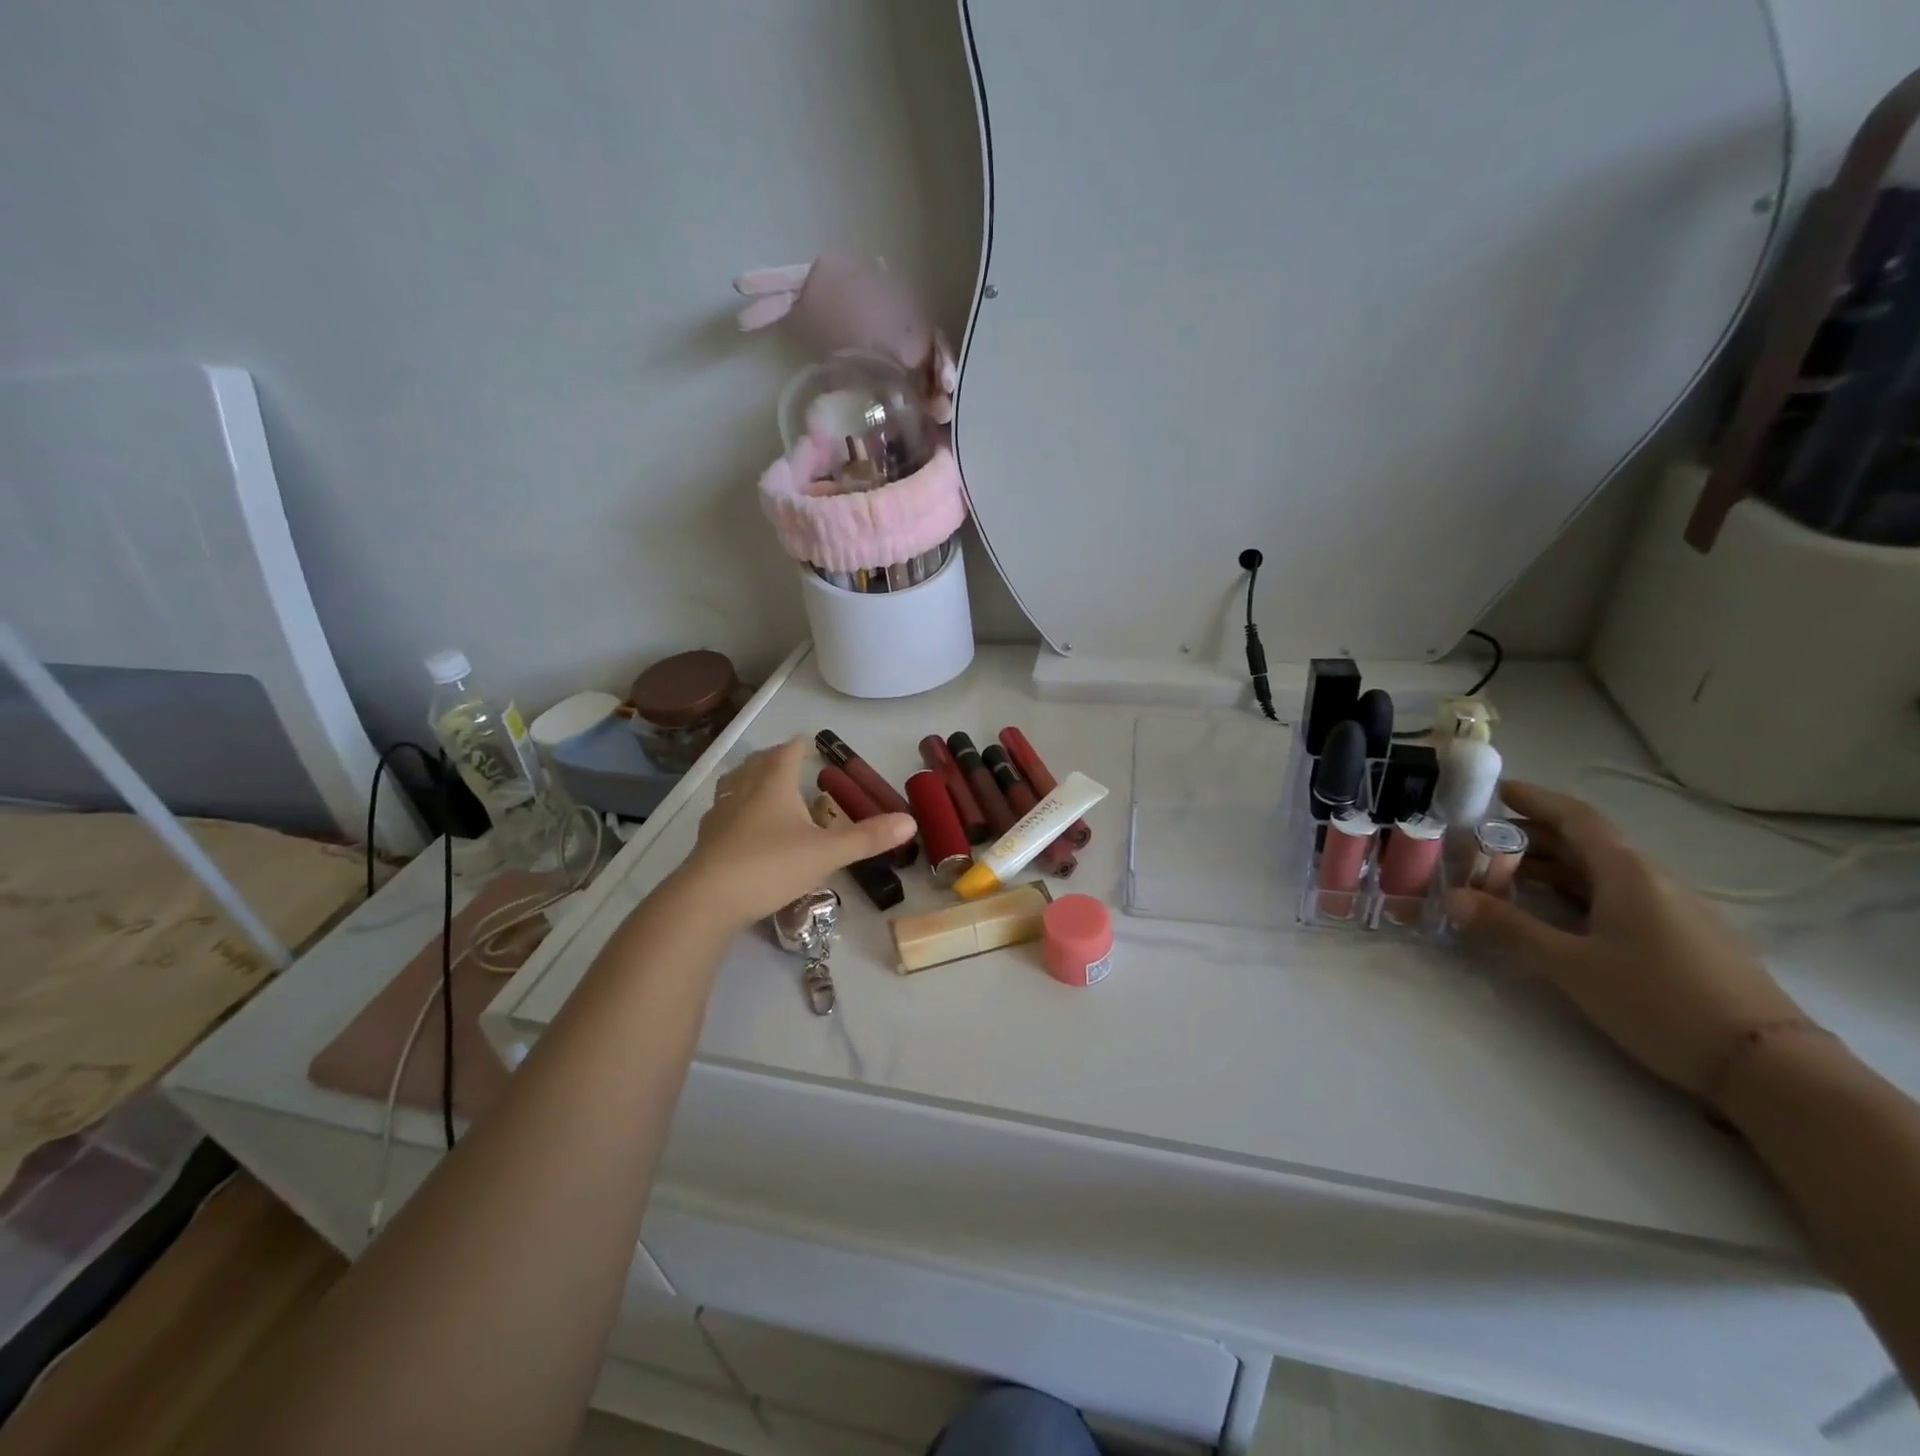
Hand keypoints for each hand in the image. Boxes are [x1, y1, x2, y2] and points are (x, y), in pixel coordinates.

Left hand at [675, 738, 913, 928]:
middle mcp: (744, 790)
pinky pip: (723, 812)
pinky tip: (741, 825)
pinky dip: (736, 808)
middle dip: (775, 758)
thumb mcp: (827, 853)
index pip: (788, 752)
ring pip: (735, 785)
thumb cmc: (771, 865)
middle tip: (788, 759)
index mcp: (774, 784)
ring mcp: (720, 814)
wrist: (707, 900)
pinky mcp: (707, 840)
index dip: (801, 745)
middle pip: (758, 763)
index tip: (809, 741)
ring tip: (760, 783)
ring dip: (750, 778)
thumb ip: (868, 837)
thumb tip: (910, 821)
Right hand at [1445, 781, 1804, 1096]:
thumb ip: (1509, 928)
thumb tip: (1451, 898)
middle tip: (1480, 844)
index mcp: (1627, 873)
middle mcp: (1652, 880)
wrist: (1767, 1067)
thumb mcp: (1572, 965)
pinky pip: (1617, 897)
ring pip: (1601, 873)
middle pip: (1586, 844)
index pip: (1576, 818)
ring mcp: (1672, 910)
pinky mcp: (1680, 938)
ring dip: (1552, 867)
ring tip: (1503, 877)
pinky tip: (1553, 913)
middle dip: (1531, 838)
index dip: (1535, 799)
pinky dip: (1576, 892)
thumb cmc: (1660, 1001)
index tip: (1496, 790)